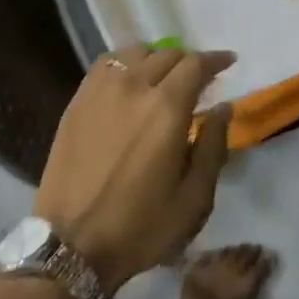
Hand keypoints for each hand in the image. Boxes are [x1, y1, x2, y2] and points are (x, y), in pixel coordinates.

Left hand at [35, 45, 234, 290]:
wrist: (70, 246)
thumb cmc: (140, 227)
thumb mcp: (194, 198)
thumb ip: (214, 146)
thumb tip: (224, 107)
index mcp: (167, 108)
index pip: (196, 64)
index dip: (216, 60)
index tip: (228, 62)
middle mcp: (134, 86)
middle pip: (168, 54)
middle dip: (189, 62)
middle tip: (198, 81)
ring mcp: (101, 90)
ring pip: (136, 52)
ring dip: (157, 59)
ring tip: (163, 77)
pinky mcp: (78, 101)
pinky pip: (106, 64)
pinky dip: (126, 63)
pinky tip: (130, 80)